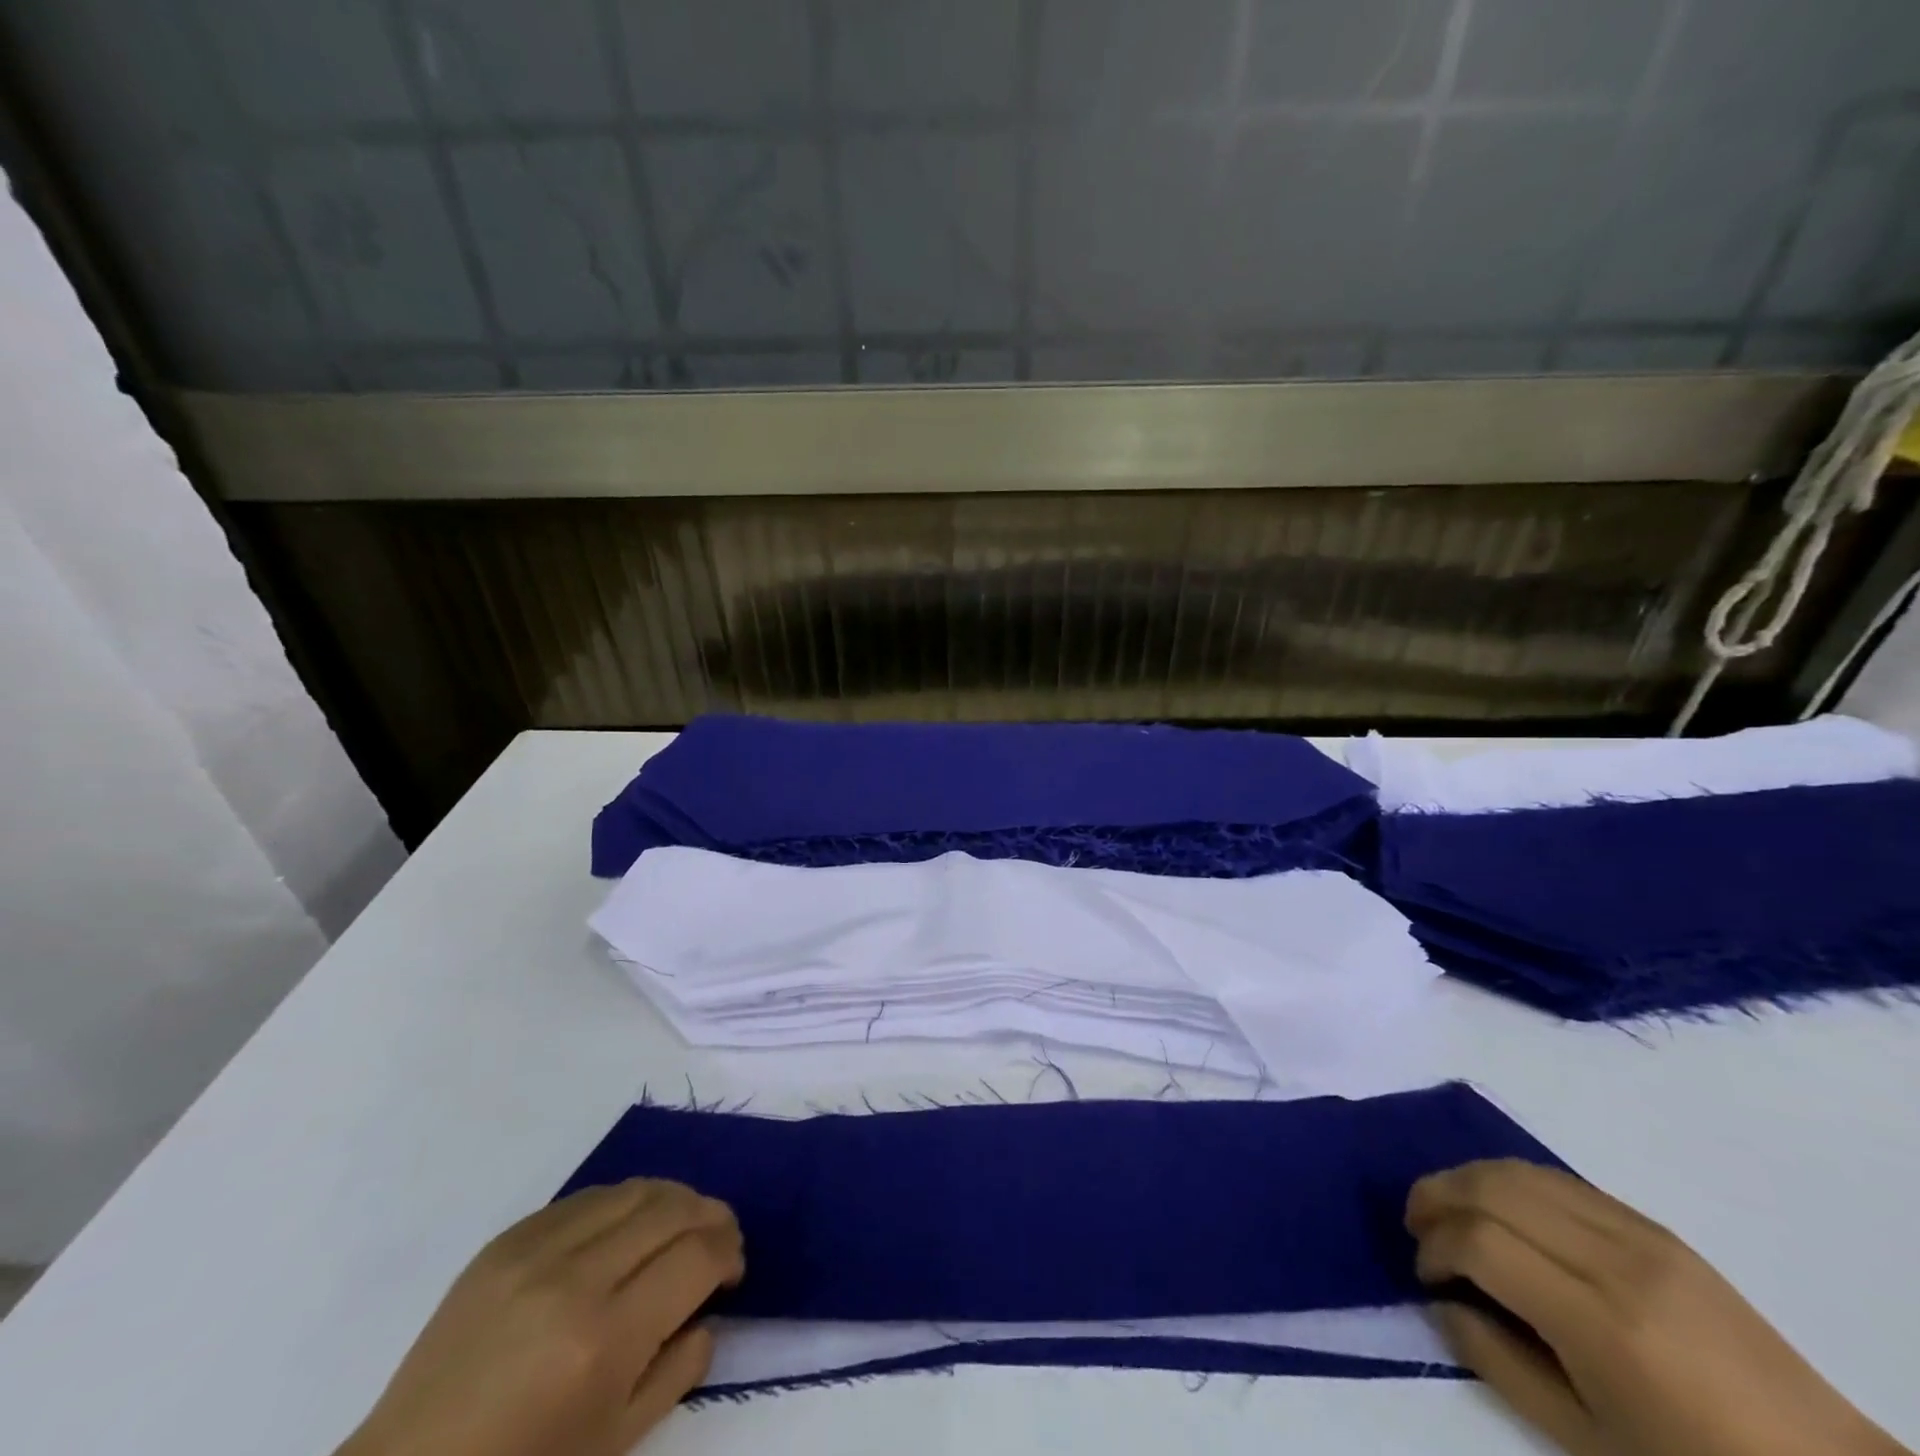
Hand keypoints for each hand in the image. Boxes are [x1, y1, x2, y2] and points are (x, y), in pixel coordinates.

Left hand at [339, 1180, 742, 1455]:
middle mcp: (575, 1278)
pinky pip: (587, 1196)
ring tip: (680, 1223)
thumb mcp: (616, 1443)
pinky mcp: (507, 1238)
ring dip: (673, 1199)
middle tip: (720, 1237)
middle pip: (673, 1209)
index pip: (697, 1258)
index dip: (728, 1253)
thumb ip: (678, 1369)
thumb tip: (708, 1310)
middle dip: (711, 1216)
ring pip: (634, 1189)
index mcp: (604, 1340)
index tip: (732, 1269)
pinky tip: (627, 1227)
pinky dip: (623, 1202)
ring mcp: (536, 1251)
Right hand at [1407, 1160, 1907, 1455]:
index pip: (1481, 1242)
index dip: (1435, 1247)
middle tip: (1416, 1226)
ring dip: (1466, 1179)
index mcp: (1601, 1323)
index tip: (1424, 1274)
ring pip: (1519, 1170)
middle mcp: (1615, 1260)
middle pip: (1491, 1188)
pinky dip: (1510, 1181)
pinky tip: (1501, 1208)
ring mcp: (1639, 1233)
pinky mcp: (1654, 1226)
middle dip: (1436, 1196)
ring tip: (1446, 1207)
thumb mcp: (1586, 1441)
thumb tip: (1440, 1304)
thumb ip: (1497, 1364)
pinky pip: (1559, 1179)